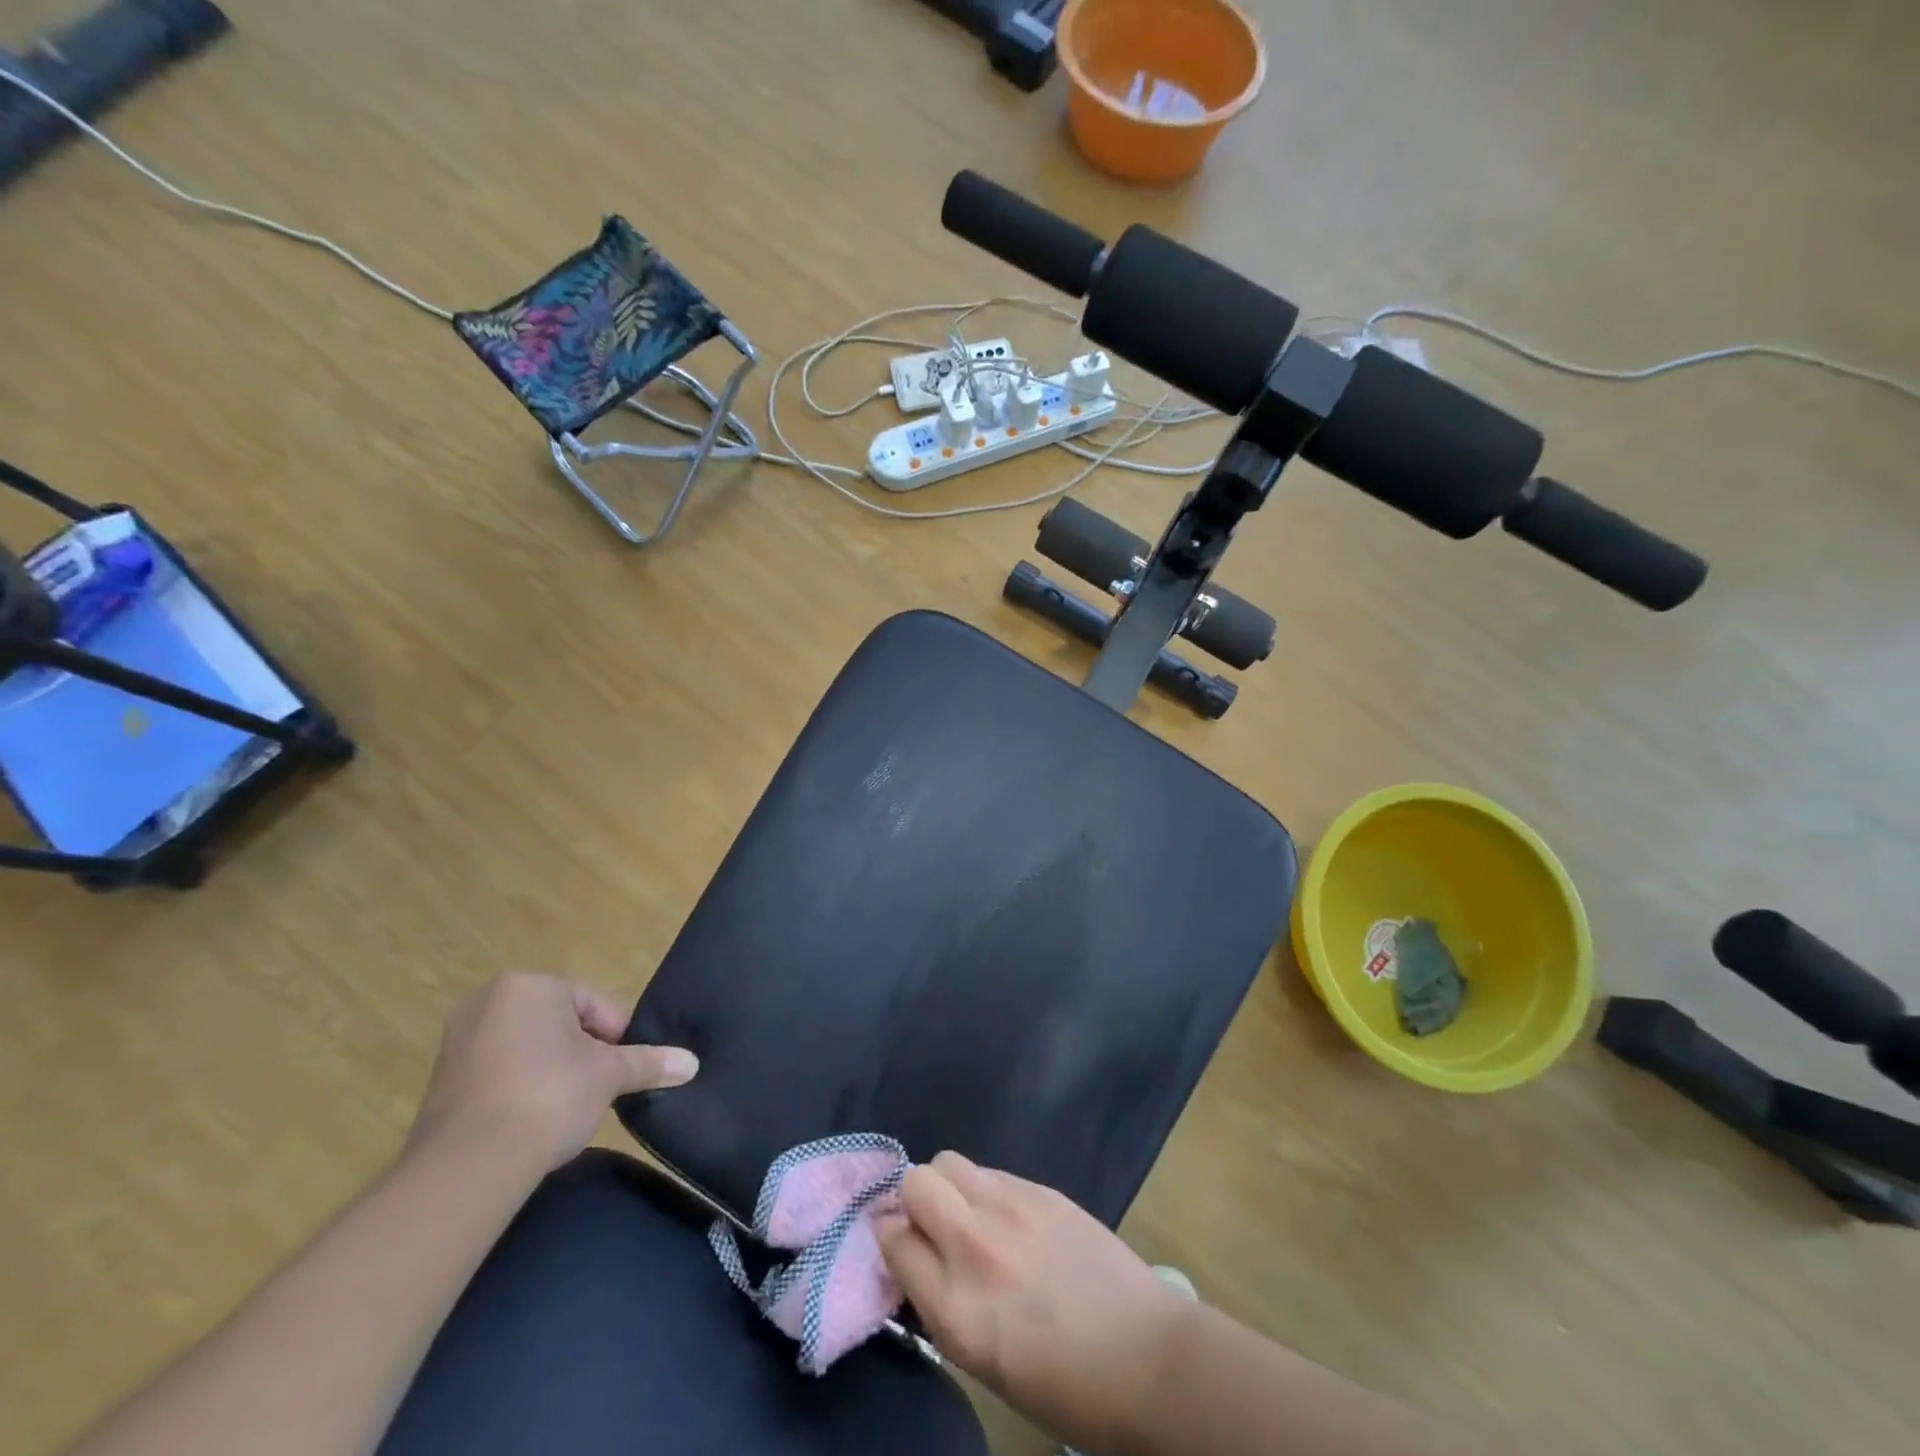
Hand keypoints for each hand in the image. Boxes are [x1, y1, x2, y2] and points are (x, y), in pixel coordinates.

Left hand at [408, 973, 696, 1174]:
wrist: (468, 1165)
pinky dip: (519, 1090)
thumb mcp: (609, 1075)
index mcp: (530, 986)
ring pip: (527, 1048)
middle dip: (582, 1052)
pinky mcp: (440, 1082)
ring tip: (568, 1107)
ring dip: (551, 1071)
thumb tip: (691, 1063)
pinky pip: (498, 1074)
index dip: (616, 1037)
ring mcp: (458, 1042)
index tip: (625, 1069)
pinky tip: (533, 1120)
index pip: (592, 1004)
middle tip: (599, 1086)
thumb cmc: (549, 1095)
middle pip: (558, 1023)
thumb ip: (649, 1062)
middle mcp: (488, 1002)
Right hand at [877, 1152, 1191, 1453]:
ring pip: (949, 1161)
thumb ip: (941, 1301)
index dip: (893, 1239)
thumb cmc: (1063, 1385)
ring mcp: (1010, 1209)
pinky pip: (991, 1170)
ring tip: (969, 1213)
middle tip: (933, 1224)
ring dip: (948, 1185)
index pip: (892, 1239)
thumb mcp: (983, 1361)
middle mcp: (974, 1247)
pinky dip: (985, 1187)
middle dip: (913, 1199)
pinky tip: (1009, 1216)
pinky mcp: (1041, 1189)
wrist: (1146, 1358)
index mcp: (955, 1309)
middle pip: (915, 1183)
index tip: (903, 1246)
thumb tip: (916, 1257)